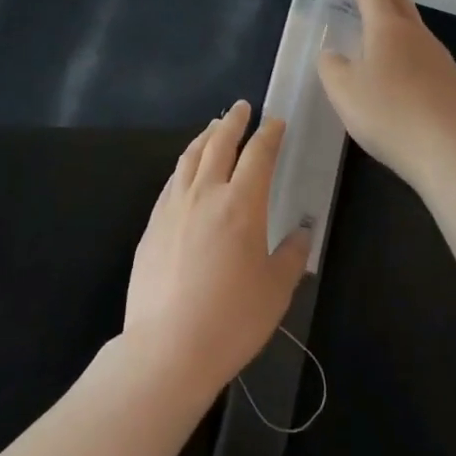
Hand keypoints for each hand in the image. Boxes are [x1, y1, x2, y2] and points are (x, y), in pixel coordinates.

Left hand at [122, 101, 309, 401]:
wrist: (167, 348)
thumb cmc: (231, 320)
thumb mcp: (276, 291)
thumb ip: (292, 255)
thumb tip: (302, 231)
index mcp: (241, 203)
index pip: (258, 154)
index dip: (269, 134)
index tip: (276, 122)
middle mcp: (205, 193)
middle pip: (219, 142)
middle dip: (234, 121)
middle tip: (242, 107)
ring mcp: (174, 205)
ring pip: (191, 156)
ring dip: (206, 136)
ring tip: (214, 128)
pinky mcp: (153, 224)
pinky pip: (173, 180)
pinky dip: (185, 164)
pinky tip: (187, 170)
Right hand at [317, 0, 455, 194]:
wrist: (446, 150)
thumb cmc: (387, 113)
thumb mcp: (343, 90)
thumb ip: (331, 66)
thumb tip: (332, 54)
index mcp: (386, 28)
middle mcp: (415, 34)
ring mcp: (438, 56)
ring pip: (416, 23)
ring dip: (401, 10)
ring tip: (391, 10)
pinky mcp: (452, 80)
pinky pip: (427, 49)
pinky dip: (413, 41)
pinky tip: (410, 57)